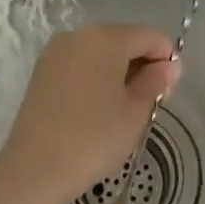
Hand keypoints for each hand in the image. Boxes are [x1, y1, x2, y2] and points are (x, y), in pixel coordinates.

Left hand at [0, 25, 180, 203]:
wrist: (35, 169)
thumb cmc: (94, 137)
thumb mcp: (135, 112)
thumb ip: (155, 82)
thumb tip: (169, 66)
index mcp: (107, 37)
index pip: (150, 37)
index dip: (166, 59)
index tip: (169, 92)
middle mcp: (79, 34)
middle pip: (123, 40)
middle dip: (142, 65)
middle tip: (149, 104)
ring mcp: (56, 51)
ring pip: (100, 53)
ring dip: (118, 72)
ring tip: (123, 110)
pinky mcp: (42, 71)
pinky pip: (80, 65)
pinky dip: (95, 78)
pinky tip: (98, 109)